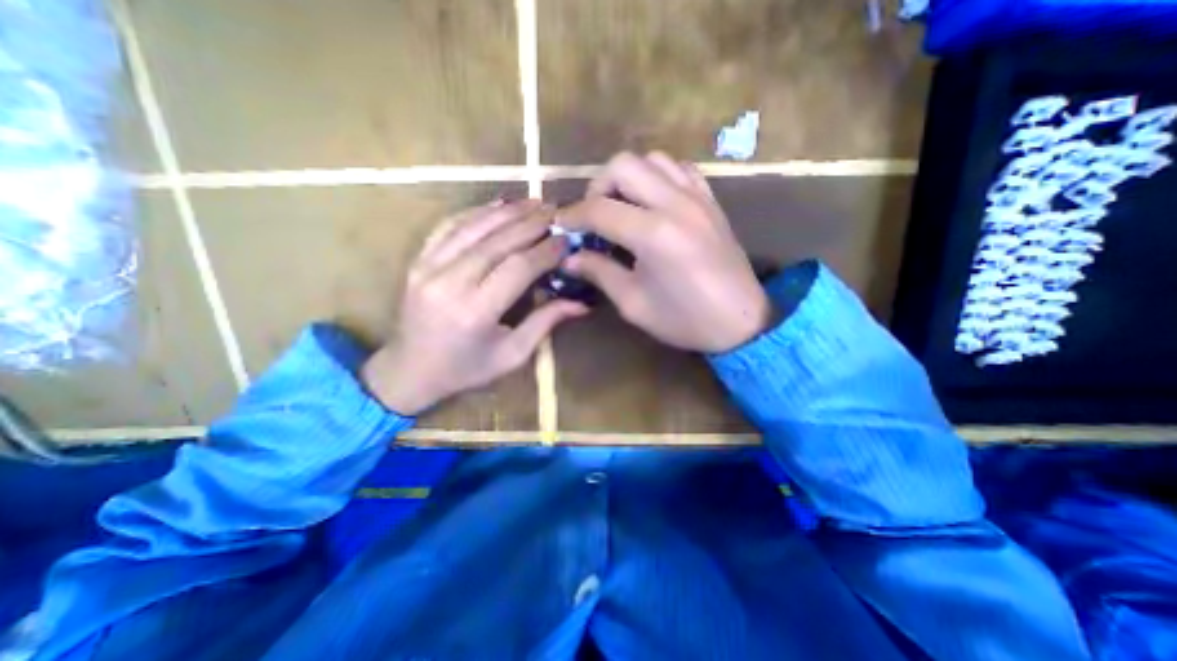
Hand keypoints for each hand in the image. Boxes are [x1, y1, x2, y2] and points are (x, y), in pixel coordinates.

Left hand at [361, 200, 584, 415]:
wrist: (409, 371)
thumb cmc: (466, 370)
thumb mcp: (512, 355)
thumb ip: (545, 323)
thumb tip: (581, 303)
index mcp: (475, 312)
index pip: (518, 267)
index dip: (545, 251)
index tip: (566, 241)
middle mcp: (449, 283)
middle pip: (497, 241)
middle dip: (531, 223)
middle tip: (556, 212)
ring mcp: (427, 267)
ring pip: (473, 226)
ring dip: (506, 211)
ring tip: (534, 202)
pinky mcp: (418, 260)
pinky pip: (449, 226)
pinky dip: (476, 212)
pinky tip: (497, 206)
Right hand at [557, 150, 773, 352]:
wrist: (741, 321)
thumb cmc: (684, 320)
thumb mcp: (634, 303)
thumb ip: (599, 273)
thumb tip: (569, 259)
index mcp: (653, 234)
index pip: (599, 209)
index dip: (573, 216)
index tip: (561, 226)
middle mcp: (675, 204)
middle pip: (623, 165)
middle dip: (598, 187)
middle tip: (594, 216)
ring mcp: (697, 197)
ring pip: (652, 159)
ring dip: (628, 178)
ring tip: (622, 208)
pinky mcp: (711, 201)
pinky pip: (680, 169)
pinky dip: (659, 177)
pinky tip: (654, 202)